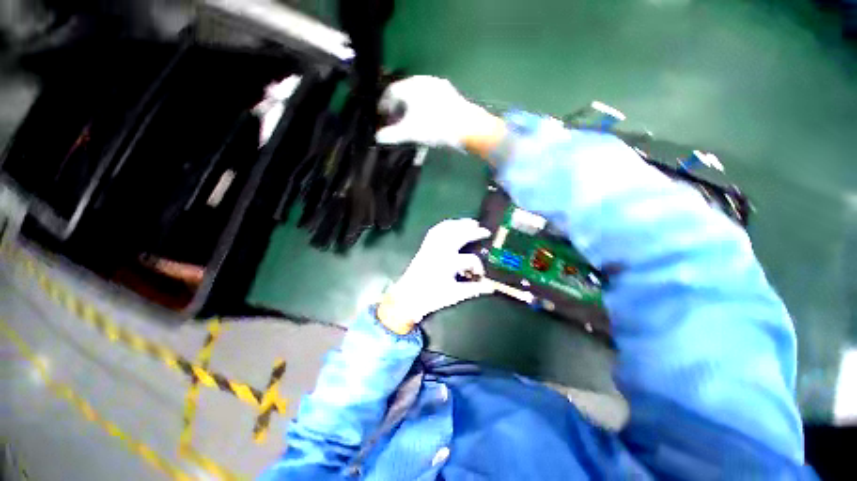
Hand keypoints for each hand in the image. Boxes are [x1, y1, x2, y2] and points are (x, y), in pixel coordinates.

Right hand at [376, 76, 505, 153]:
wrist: (468, 127)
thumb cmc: (435, 127)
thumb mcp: (410, 132)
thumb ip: (392, 134)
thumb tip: (378, 137)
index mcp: (411, 86)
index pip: (390, 92)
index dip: (383, 105)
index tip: (382, 116)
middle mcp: (424, 81)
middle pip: (405, 94)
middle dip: (397, 109)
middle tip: (395, 122)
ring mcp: (439, 87)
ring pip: (419, 98)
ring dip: (411, 111)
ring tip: (410, 124)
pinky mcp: (451, 96)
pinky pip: (431, 102)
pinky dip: (425, 111)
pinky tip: (427, 123)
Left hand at [378, 219, 494, 333]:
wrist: (407, 297)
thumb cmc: (431, 297)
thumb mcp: (454, 295)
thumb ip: (473, 289)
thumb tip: (490, 288)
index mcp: (448, 264)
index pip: (470, 259)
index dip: (478, 266)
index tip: (480, 274)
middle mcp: (440, 251)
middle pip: (459, 235)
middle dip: (473, 232)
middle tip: (484, 231)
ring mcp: (431, 246)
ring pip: (447, 229)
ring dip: (460, 224)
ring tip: (471, 222)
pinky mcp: (425, 246)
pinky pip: (435, 230)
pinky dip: (445, 225)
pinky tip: (452, 224)